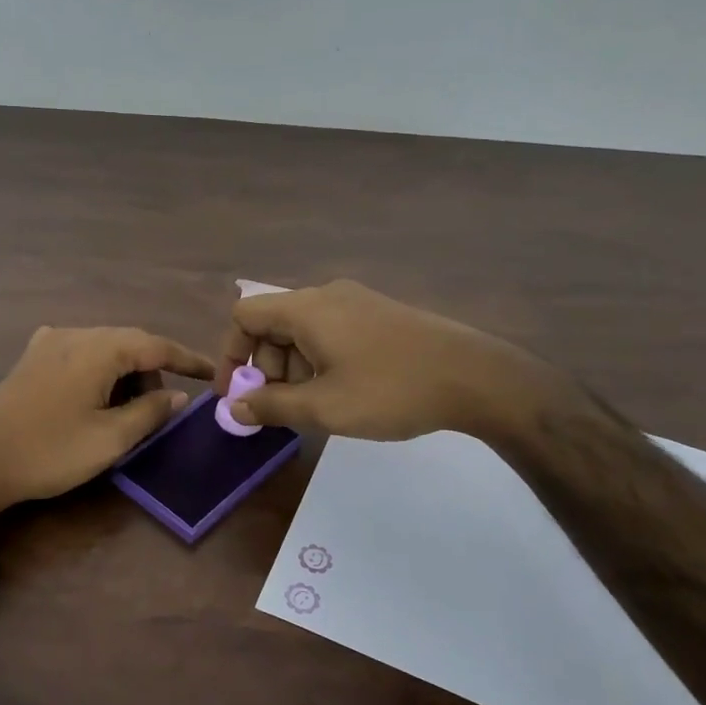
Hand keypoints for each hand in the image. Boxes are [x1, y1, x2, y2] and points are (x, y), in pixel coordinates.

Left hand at [0, 326, 215, 508]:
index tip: (212, 374)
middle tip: (162, 409)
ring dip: (124, 374)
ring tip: (126, 413)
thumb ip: (150, 413)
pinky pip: (81, 355)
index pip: (156, 346)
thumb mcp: (110, 439)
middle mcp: (74, 334)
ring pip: (104, 349)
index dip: (187, 360)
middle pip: (129, 344)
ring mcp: (48, 342)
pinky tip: (96, 398)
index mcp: (98, 348)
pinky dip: (100, 373)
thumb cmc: (49, 452)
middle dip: (152, 372)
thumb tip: (176, 396)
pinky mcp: (32, 358)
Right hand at [216, 279, 539, 440]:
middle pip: (273, 324)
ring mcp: (356, 302)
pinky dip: (319, 360)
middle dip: (266, 368)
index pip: (245, 316)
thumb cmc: (391, 390)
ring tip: (316, 407)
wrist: (475, 377)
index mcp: (307, 308)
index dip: (231, 354)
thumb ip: (272, 407)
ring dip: (294, 368)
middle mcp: (327, 295)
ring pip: (302, 330)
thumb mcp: (325, 407)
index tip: (236, 396)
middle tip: (282, 409)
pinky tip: (342, 392)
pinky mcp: (378, 314)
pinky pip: (330, 331)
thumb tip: (233, 408)